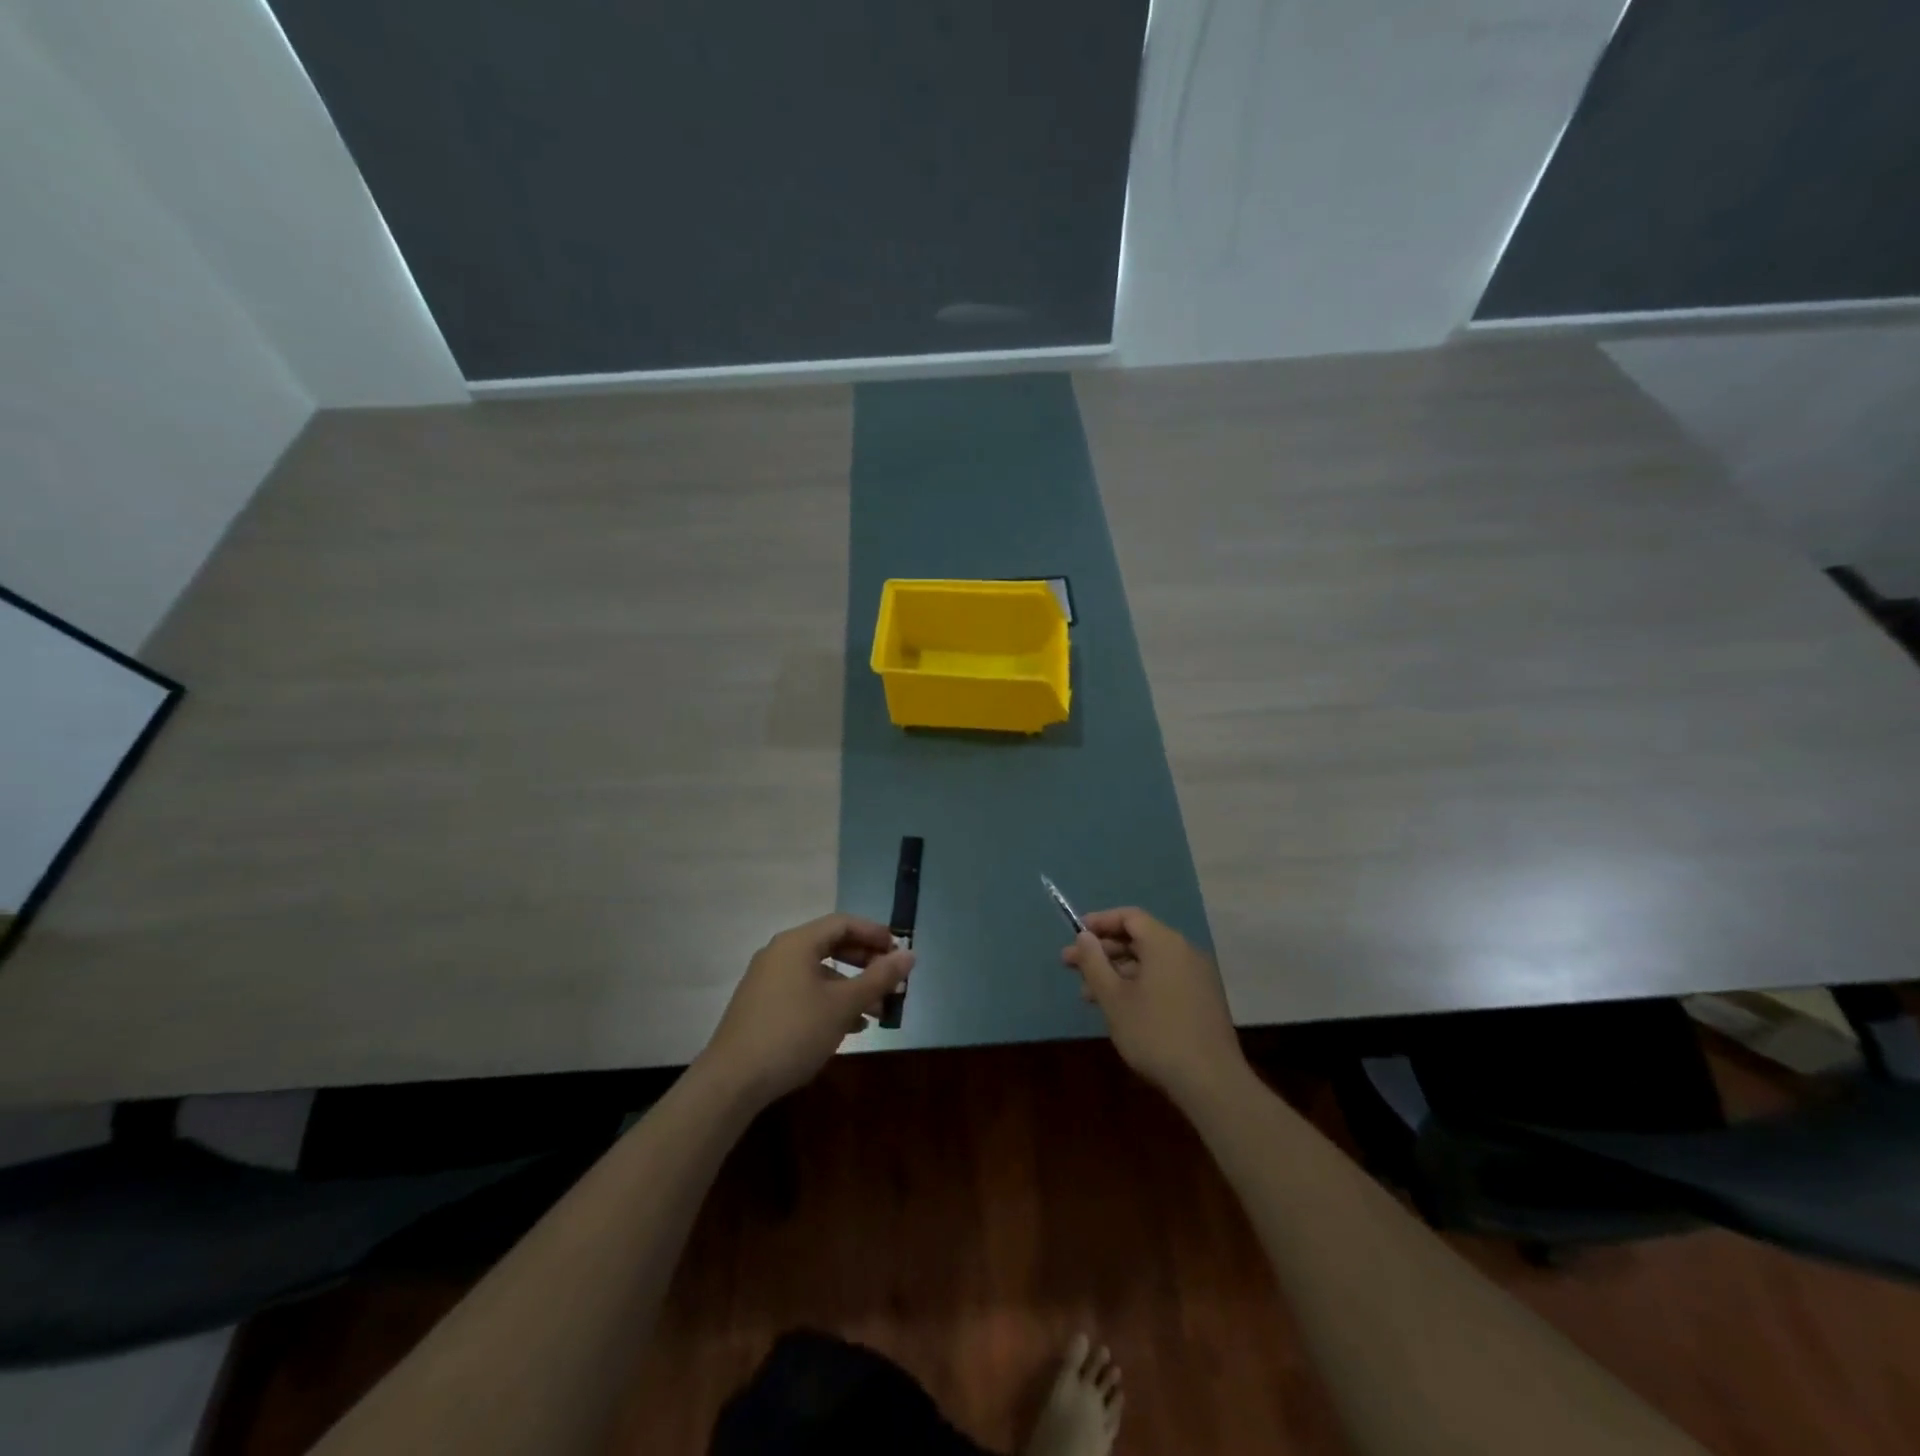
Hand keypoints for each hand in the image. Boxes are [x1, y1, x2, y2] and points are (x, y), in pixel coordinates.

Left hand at [697, 914, 913, 1104]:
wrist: (732, 1081)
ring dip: (851, 987)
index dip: (875, 933)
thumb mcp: (843, 1005)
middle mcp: (780, 954)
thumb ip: (878, 978)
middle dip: (866, 963)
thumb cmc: (793, 1032)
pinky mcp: (762, 1006)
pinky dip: (830, 1001)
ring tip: (877, 1012)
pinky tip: (850, 1027)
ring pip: (819, 973)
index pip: (843, 923)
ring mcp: (768, 980)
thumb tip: (910, 954)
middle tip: (892, 981)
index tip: (899, 952)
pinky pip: (804, 991)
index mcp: (797, 943)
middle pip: (831, 946)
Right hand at [1061, 907, 1244, 1105]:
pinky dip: (1138, 985)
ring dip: (1117, 972)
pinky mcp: (1202, 1000)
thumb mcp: (1114, 998)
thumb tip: (1084, 936)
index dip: (1100, 922)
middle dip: (1103, 951)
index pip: (1129, 917)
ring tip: (1088, 995)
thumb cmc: (1155, 1033)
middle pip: (1139, 939)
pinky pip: (1164, 979)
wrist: (1211, 1081)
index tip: (1076, 936)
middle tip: (1072, 966)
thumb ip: (1094, 963)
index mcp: (1165, 944)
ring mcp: (1197, 977)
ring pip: (1150, 963)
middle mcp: (1185, 952)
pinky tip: (1119, 1009)